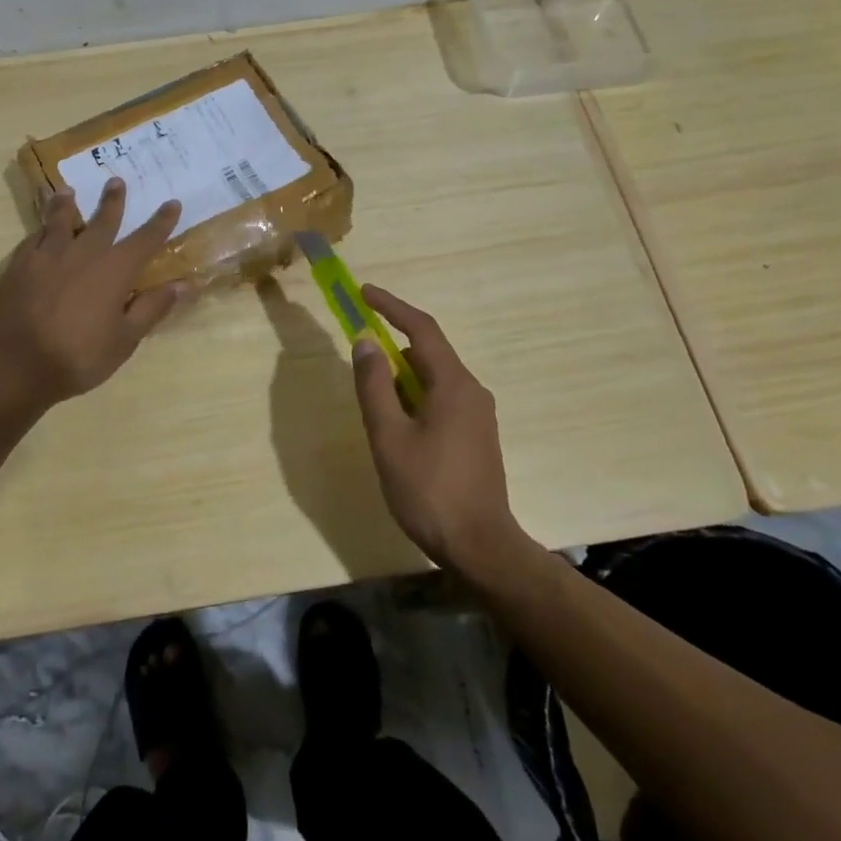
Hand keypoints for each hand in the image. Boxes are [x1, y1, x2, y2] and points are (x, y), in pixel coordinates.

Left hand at [0, 179, 188, 406]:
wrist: (14, 365)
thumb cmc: (77, 356)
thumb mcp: (125, 340)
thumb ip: (153, 308)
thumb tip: (186, 284)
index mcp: (114, 270)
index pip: (145, 239)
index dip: (161, 222)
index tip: (172, 203)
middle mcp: (83, 253)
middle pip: (102, 220)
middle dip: (113, 201)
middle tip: (116, 181)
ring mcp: (47, 255)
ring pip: (60, 220)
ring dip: (67, 205)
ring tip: (68, 192)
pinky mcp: (19, 265)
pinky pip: (33, 238)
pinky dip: (41, 229)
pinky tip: (39, 230)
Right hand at [350, 285, 521, 571]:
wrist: (480, 547)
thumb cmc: (429, 490)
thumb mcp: (389, 436)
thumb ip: (374, 386)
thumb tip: (365, 342)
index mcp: (453, 384)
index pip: (421, 329)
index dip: (391, 307)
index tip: (364, 293)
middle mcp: (472, 391)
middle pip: (428, 353)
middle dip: (392, 348)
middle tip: (360, 357)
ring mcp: (478, 416)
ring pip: (434, 380)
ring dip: (402, 379)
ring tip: (374, 403)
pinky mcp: (477, 437)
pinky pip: (442, 400)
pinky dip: (415, 398)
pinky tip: (398, 426)